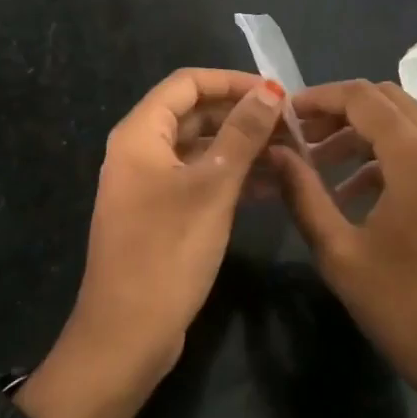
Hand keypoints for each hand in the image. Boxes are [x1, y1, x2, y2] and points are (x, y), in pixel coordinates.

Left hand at [23, 69, 286, 417]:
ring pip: (199, 147)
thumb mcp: (212, 187)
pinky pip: (198, 178)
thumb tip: (270, 92)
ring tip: (290, 153)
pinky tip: (270, 185)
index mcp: (140, 133)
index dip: (232, 81)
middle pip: (194, 113)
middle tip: (290, 126)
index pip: (188, 83)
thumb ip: (242, 134)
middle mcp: (140, 149)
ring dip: (240, 146)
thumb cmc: (168, 252)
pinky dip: (230, 176)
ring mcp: (148, 183)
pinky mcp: (160, 212)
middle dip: (241, 115)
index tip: (277, 93)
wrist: (126, 336)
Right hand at [271, 80, 416, 417]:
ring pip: (405, 119)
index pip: (362, 98)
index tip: (284, 114)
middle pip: (386, 99)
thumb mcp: (341, 255)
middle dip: (339, 109)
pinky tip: (353, 190)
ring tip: (318, 161)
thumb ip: (303, 194)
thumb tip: (274, 152)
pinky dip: (384, 151)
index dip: (319, 97)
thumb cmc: (406, 311)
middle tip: (300, 135)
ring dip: (361, 130)